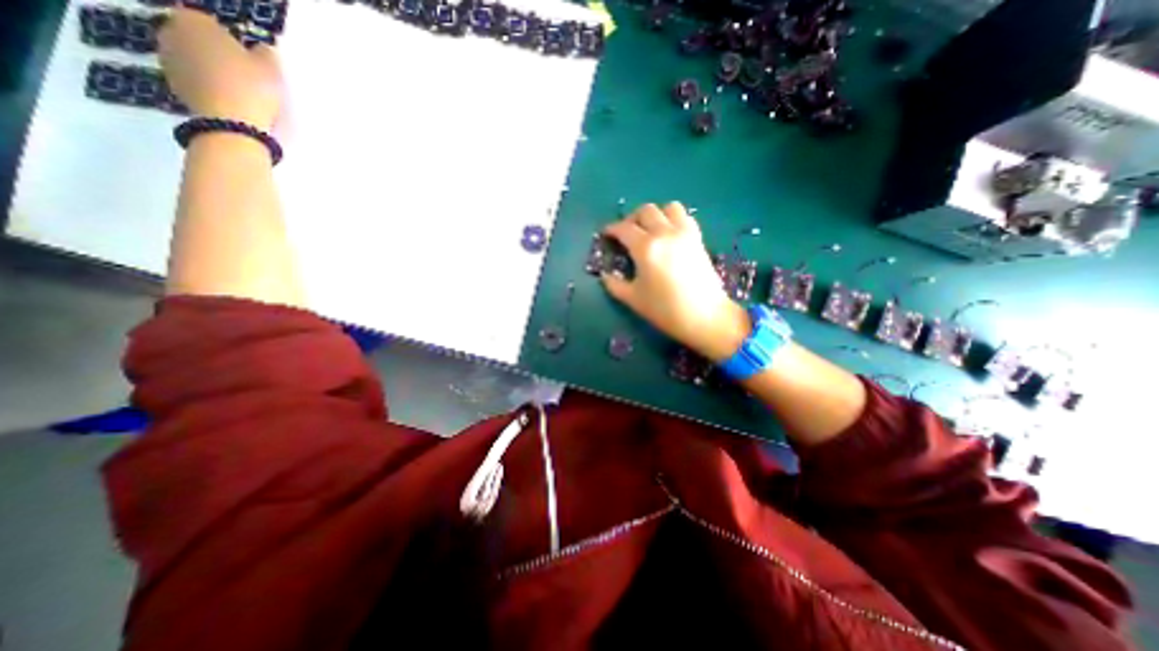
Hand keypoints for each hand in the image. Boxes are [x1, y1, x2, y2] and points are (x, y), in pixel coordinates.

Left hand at [159, 6, 283, 128]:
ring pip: (194, 59)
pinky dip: (207, 86)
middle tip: (243, 73)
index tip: (248, 57)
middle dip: (215, 52)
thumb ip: (265, 54)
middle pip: (197, 39)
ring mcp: (168, 59)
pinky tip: (228, 101)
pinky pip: (193, 79)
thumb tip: (261, 50)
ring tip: (237, 90)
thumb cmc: (252, 89)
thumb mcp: (271, 70)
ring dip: (210, 70)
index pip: (211, 22)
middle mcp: (172, 32)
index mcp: (194, 21)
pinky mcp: (172, 84)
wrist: (232, 124)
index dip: (231, 40)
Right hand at [598, 203, 752, 363]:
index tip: (606, 234)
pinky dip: (674, 220)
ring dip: (656, 214)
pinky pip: (685, 217)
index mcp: (645, 247)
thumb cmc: (665, 309)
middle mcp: (664, 233)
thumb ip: (615, 285)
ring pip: (668, 208)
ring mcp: (684, 233)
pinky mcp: (698, 239)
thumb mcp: (633, 299)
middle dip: (632, 219)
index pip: (624, 228)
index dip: (612, 229)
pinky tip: (669, 236)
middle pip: (646, 211)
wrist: (705, 317)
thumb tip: (605, 276)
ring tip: (650, 230)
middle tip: (626, 233)